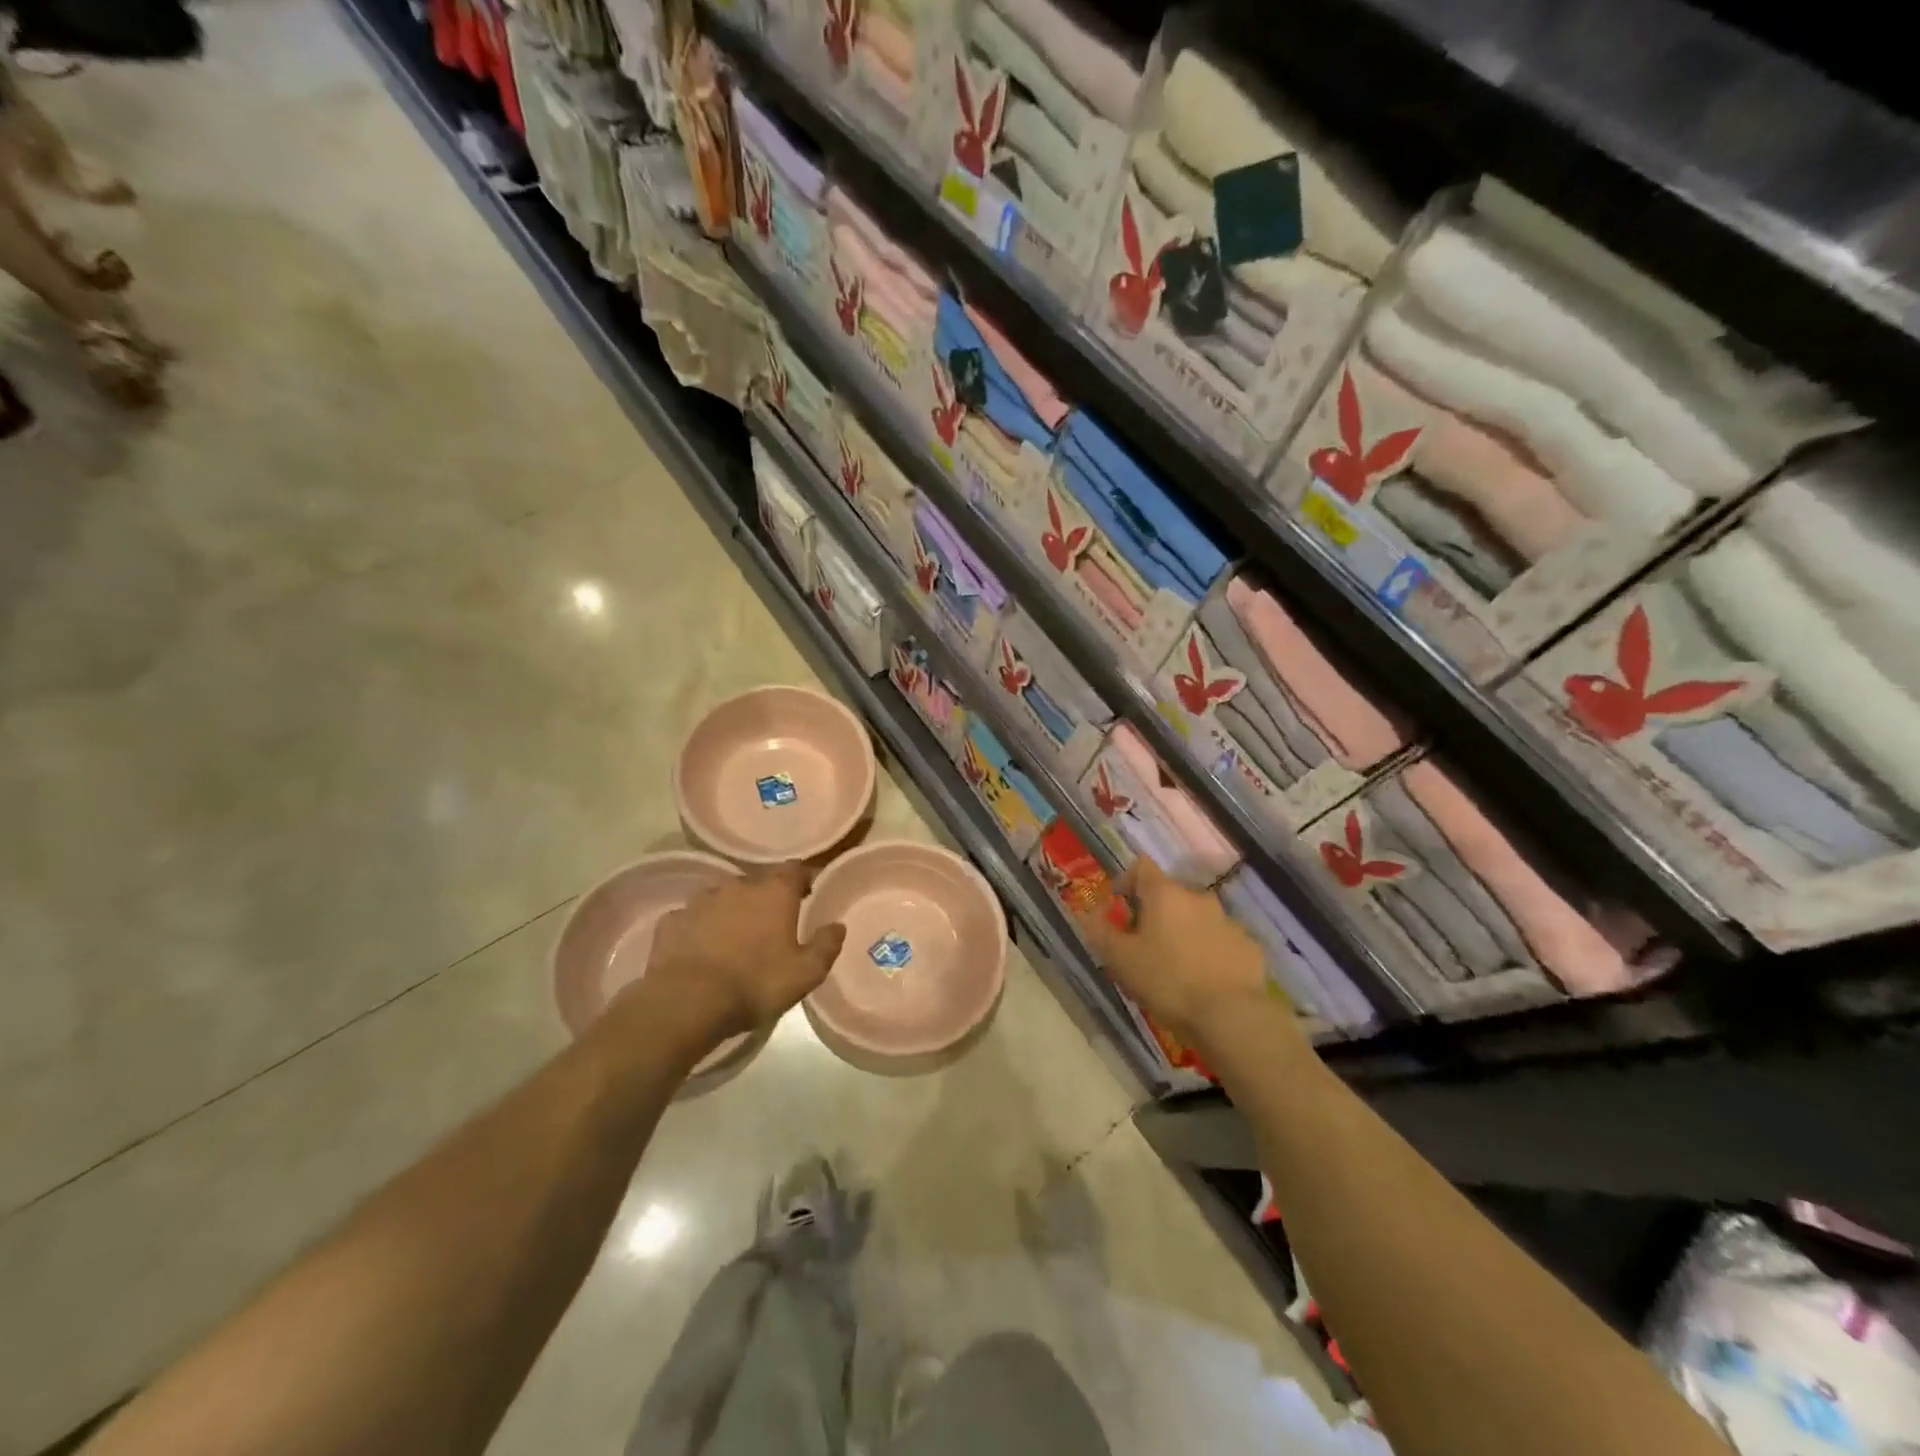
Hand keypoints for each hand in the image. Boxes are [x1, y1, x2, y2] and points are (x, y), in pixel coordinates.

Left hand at [645, 862, 846, 1048]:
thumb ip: (826, 945)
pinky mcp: (672, 921)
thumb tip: (837, 926)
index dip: (803, 879)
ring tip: (734, 939)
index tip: (808, 894)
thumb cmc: (756, 983)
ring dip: (731, 912)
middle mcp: (738, 886)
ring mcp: (700, 901)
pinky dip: (699, 929)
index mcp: (774, 892)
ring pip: (723, 899)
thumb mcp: (806, 973)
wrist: (688, 1002)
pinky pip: (692, 919)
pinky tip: (701, 950)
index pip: (795, 869)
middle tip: (771, 926)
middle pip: (757, 884)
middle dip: (765, 900)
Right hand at [1077, 858, 1290, 1053]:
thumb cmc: (1167, 981)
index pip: (1142, 867)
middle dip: (1156, 911)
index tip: (1120, 904)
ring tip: (1177, 964)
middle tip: (1145, 942)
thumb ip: (1099, 931)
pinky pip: (1223, 940)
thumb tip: (1088, 912)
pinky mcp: (1250, 946)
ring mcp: (1229, 921)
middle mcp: (1199, 898)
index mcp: (1165, 894)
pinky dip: (1211, 950)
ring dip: (1185, 930)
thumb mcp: (1120, 959)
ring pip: (1199, 917)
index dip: (1127, 880)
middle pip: (1171, 893)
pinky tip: (1206, 978)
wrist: (1230, 1015)